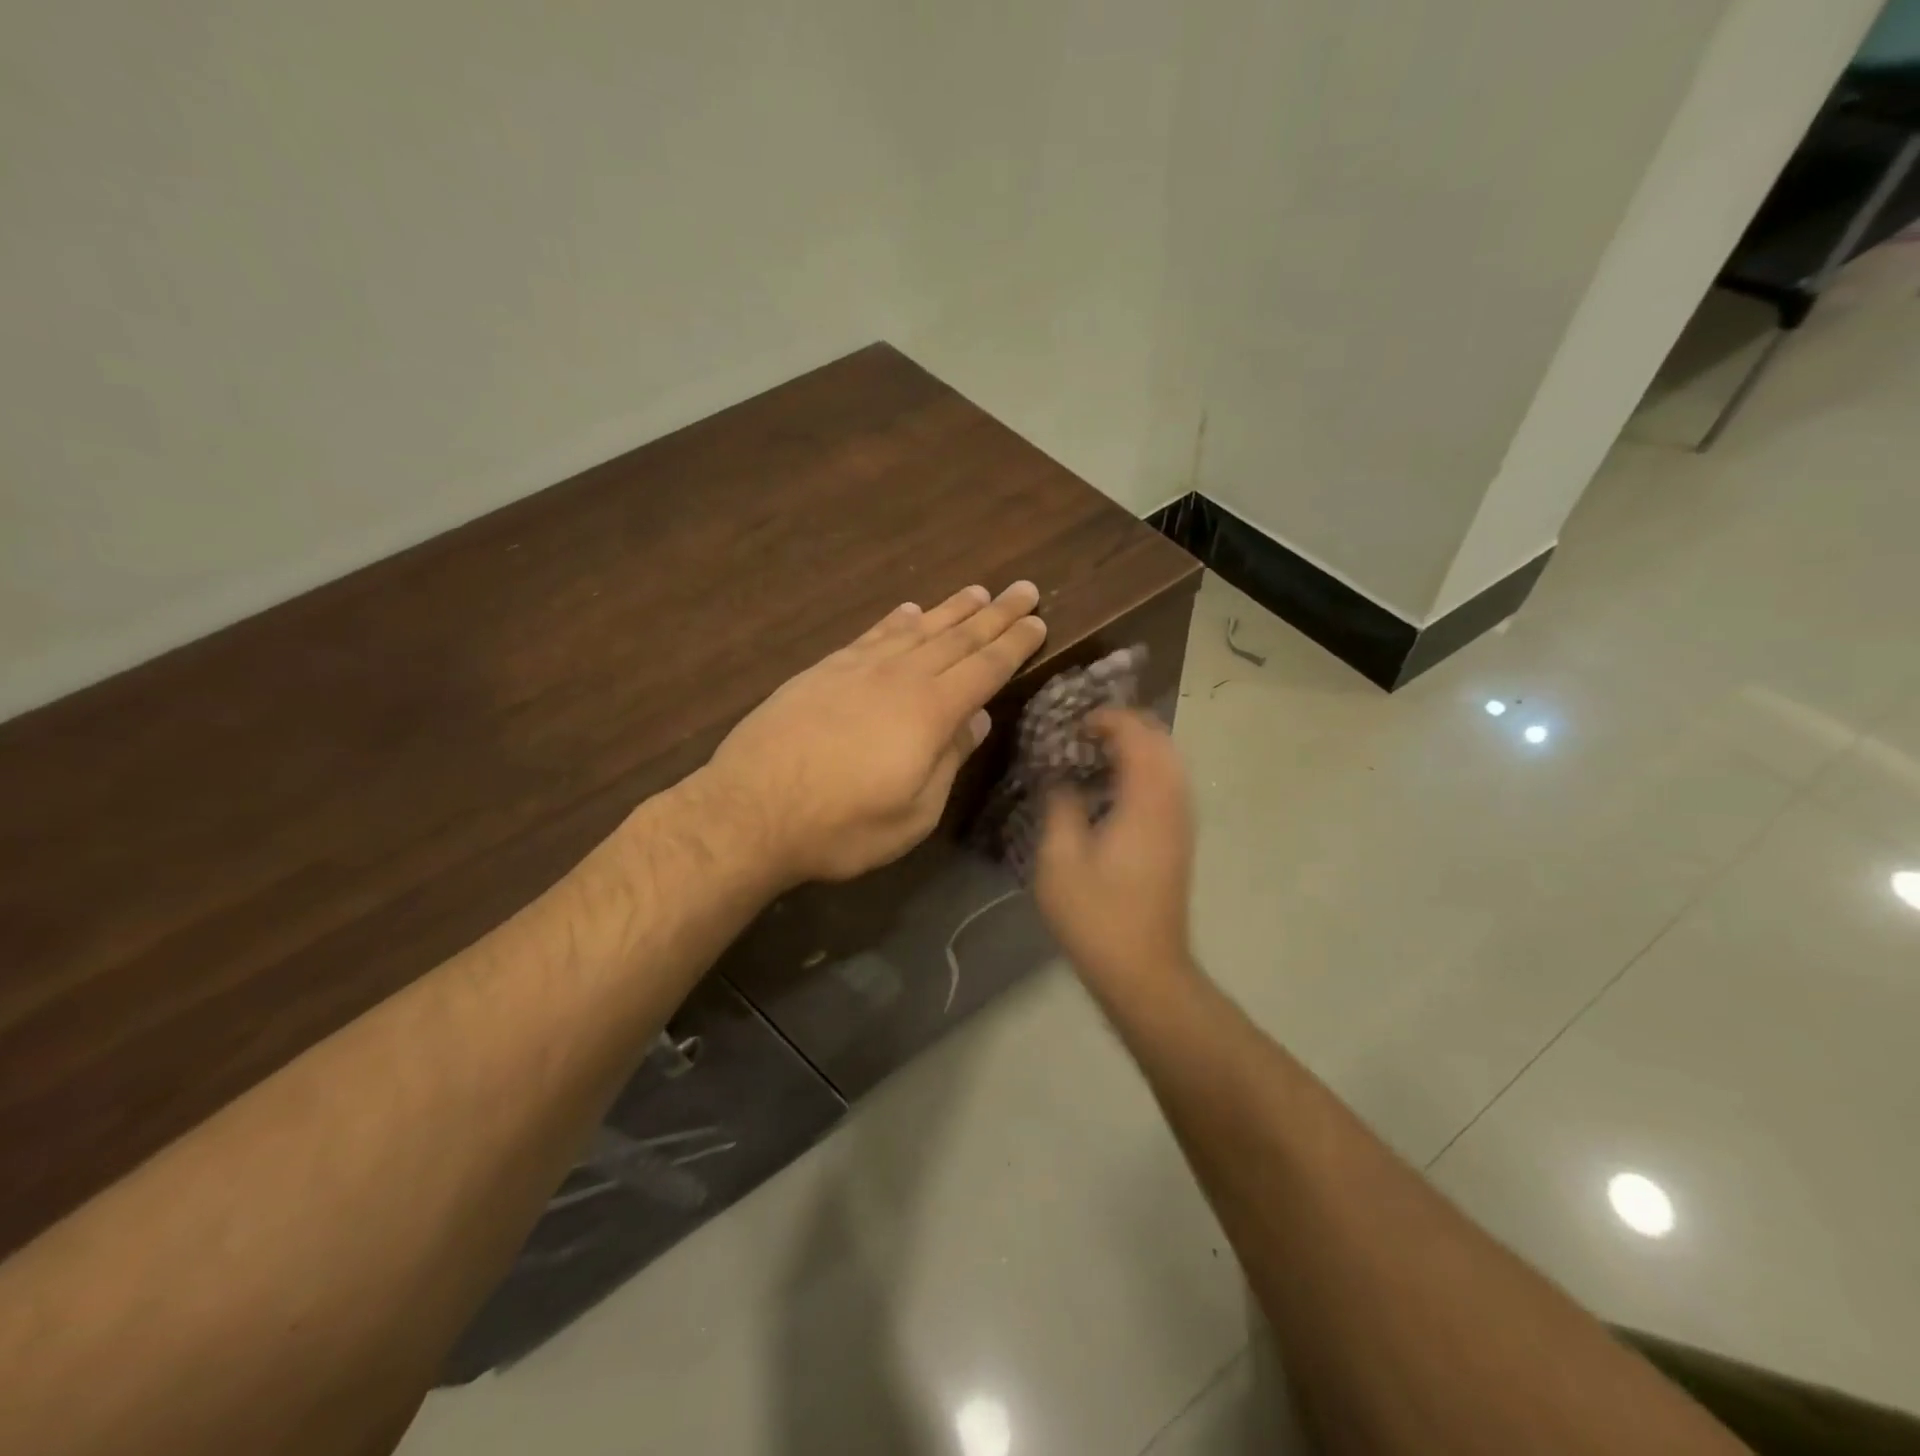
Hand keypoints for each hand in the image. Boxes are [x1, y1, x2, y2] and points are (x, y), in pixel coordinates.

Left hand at [704, 581, 1046, 883]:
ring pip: (917, 630)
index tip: (1038, 621)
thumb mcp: (913, 814)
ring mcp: (858, 669)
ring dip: (951, 610)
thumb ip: (949, 761)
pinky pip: (871, 636)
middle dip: (996, 615)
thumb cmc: (841, 826)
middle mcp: (900, 677)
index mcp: (931, 713)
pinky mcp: (824, 671)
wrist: (749, 810)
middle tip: (1024, 589)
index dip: (1015, 644)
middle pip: (958, 638)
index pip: (986, 668)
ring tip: (978, 592)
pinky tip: (909, 612)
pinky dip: (895, 621)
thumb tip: (977, 719)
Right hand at [1034, 709, 1196, 987]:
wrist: (1144, 969)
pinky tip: (1114, 787)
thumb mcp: (1060, 860)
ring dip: (1138, 746)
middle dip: (1126, 725)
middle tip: (1085, 731)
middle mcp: (1172, 803)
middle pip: (1162, 741)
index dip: (1108, 718)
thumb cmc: (1096, 915)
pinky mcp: (1179, 840)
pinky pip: (1169, 784)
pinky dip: (1146, 770)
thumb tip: (1061, 778)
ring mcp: (1181, 822)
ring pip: (1170, 762)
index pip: (1137, 735)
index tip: (1074, 723)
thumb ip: (1060, 807)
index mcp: (1145, 802)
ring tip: (1097, 752)